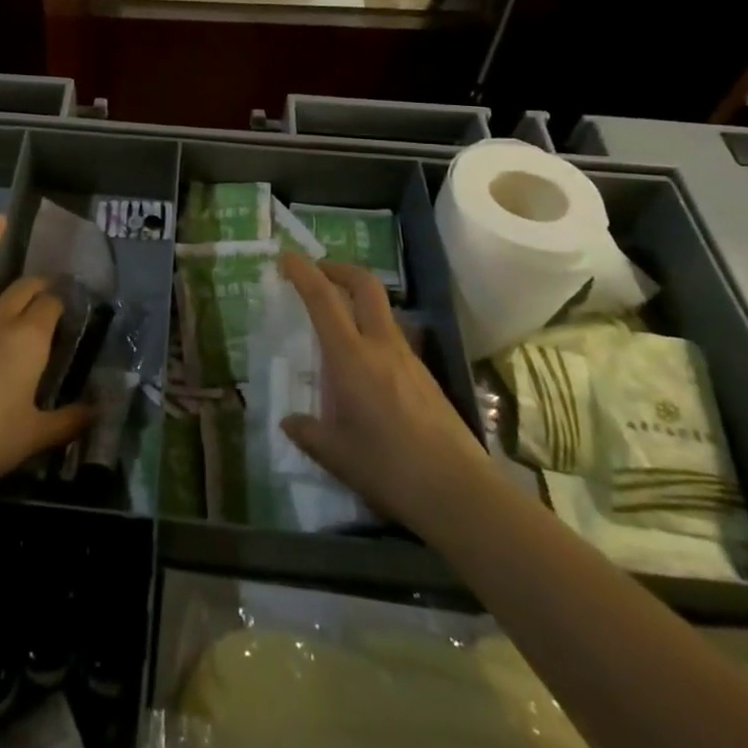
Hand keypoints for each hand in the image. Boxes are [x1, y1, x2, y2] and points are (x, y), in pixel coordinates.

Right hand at [278, 253, 484, 526]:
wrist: (460, 492)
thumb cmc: (390, 468)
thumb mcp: (337, 455)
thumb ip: (309, 433)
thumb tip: (289, 422)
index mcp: (352, 358)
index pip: (324, 300)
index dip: (304, 272)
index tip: (287, 256)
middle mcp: (382, 346)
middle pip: (365, 285)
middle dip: (340, 269)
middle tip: (318, 273)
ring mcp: (409, 359)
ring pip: (383, 310)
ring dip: (358, 300)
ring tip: (337, 320)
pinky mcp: (426, 376)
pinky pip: (394, 338)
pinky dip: (373, 330)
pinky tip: (364, 364)